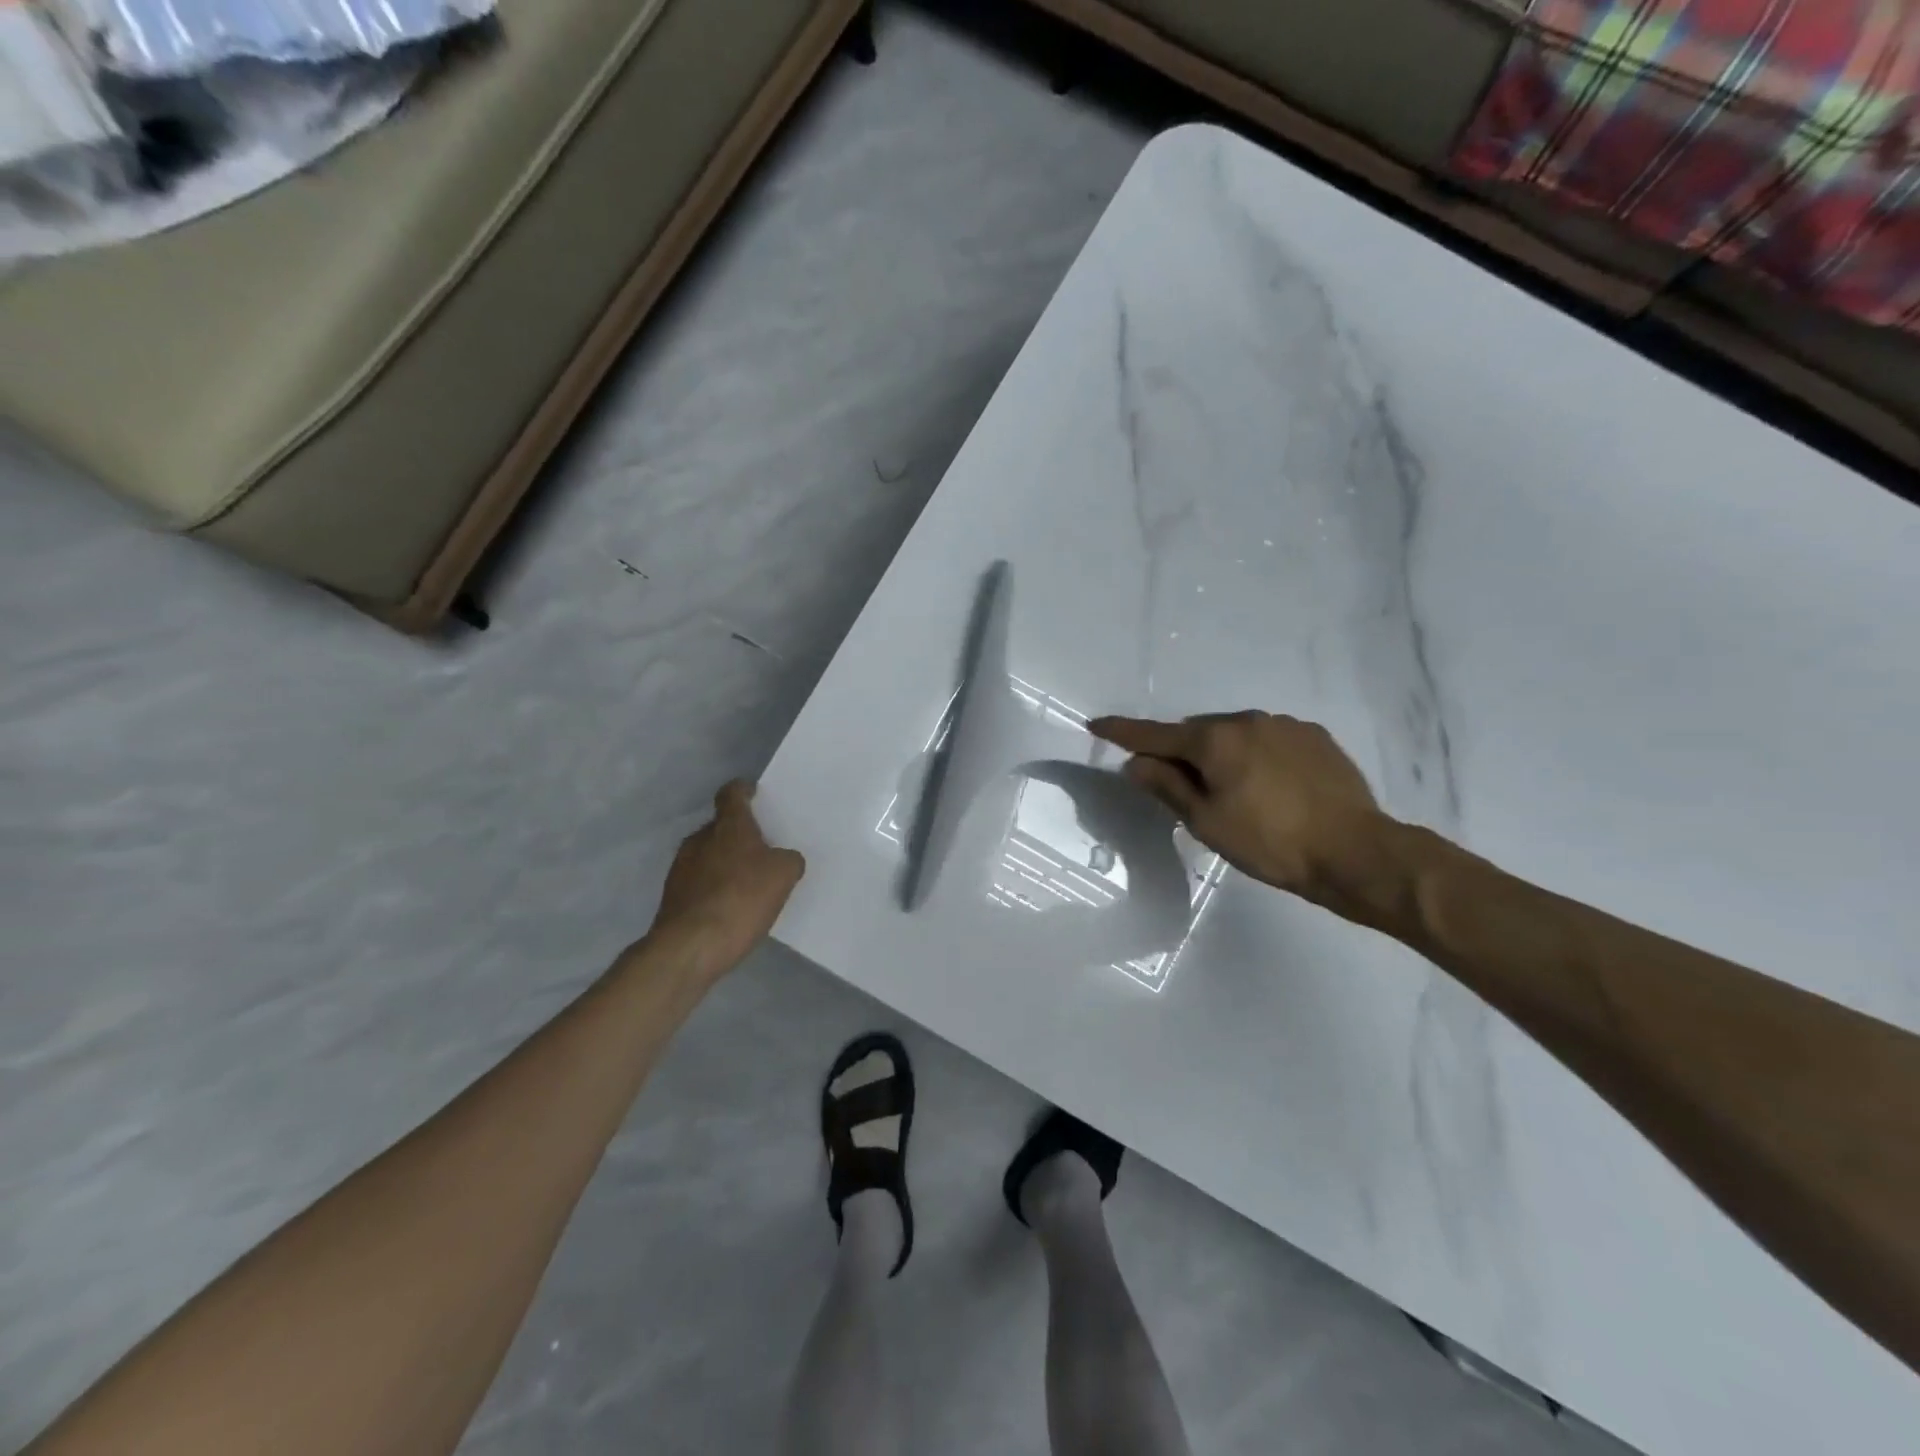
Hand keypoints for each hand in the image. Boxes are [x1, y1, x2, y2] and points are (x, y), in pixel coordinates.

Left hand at [648, 782, 805, 979]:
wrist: (690, 947)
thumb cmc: (741, 899)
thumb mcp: (784, 875)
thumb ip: (789, 860)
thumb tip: (784, 859)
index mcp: (728, 826)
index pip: (732, 794)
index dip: (744, 790)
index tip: (755, 794)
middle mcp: (700, 839)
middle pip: (721, 826)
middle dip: (740, 834)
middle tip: (763, 849)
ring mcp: (681, 868)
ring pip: (709, 855)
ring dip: (726, 863)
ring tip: (749, 883)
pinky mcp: (673, 896)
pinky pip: (700, 882)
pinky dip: (715, 887)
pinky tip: (731, 907)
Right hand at [1090, 711, 1386, 909]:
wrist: (1356, 851)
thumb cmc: (1270, 842)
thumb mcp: (1207, 822)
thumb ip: (1167, 786)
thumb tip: (1135, 763)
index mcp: (1214, 740)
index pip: (1155, 734)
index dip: (1122, 732)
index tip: (1096, 724)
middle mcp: (1247, 720)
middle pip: (1197, 732)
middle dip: (1182, 751)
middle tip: (1183, 787)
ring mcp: (1284, 725)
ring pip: (1235, 734)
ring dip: (1222, 753)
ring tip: (1234, 791)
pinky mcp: (1315, 737)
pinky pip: (1269, 739)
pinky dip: (1256, 755)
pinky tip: (1271, 786)